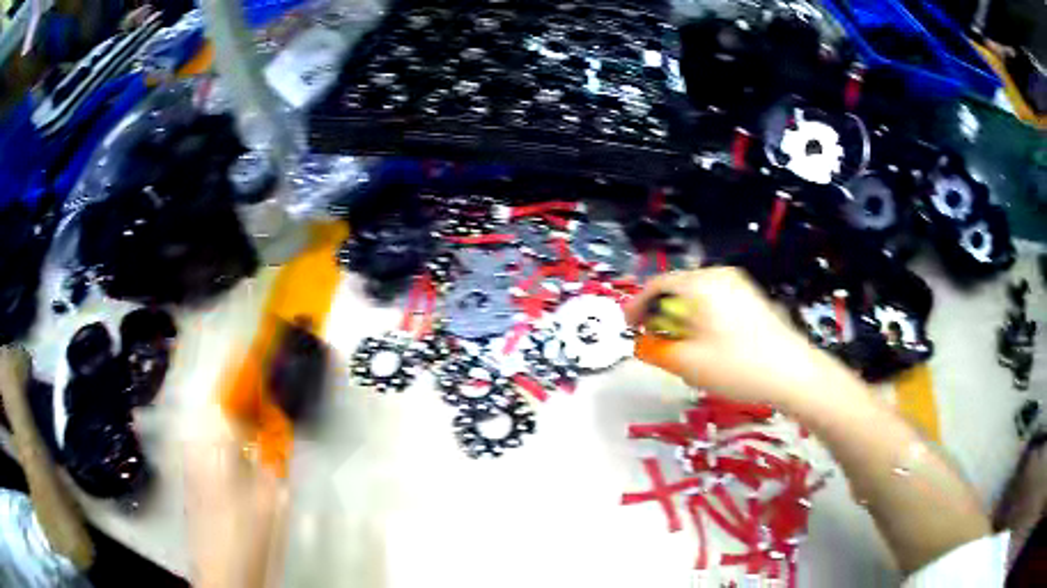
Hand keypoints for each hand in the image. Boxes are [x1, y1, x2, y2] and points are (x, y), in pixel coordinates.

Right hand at [625, 267, 844, 407]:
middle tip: (652, 341)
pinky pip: (715, 300)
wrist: (793, 372)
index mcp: (701, 284)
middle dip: (660, 314)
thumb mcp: (689, 364)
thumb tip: (639, 344)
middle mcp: (719, 275)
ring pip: (697, 296)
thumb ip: (655, 351)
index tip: (627, 328)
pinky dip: (701, 317)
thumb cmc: (739, 367)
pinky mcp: (751, 297)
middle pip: (677, 288)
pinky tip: (706, 342)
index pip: (657, 286)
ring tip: (679, 346)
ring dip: (681, 317)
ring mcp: (739, 284)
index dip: (637, 306)